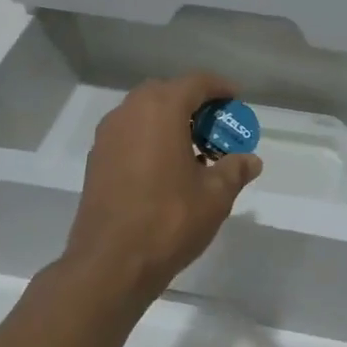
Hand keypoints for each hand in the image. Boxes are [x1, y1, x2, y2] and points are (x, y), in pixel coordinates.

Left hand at [63, 72, 262, 301]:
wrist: (110, 263)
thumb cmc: (169, 220)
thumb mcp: (215, 195)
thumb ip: (234, 170)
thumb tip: (250, 160)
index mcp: (160, 110)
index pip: (195, 82)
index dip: (219, 88)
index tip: (236, 100)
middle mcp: (129, 113)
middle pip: (166, 93)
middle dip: (193, 104)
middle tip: (216, 127)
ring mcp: (107, 136)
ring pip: (144, 113)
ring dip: (170, 122)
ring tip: (194, 151)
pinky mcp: (96, 160)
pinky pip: (129, 135)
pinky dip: (150, 139)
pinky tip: (167, 169)